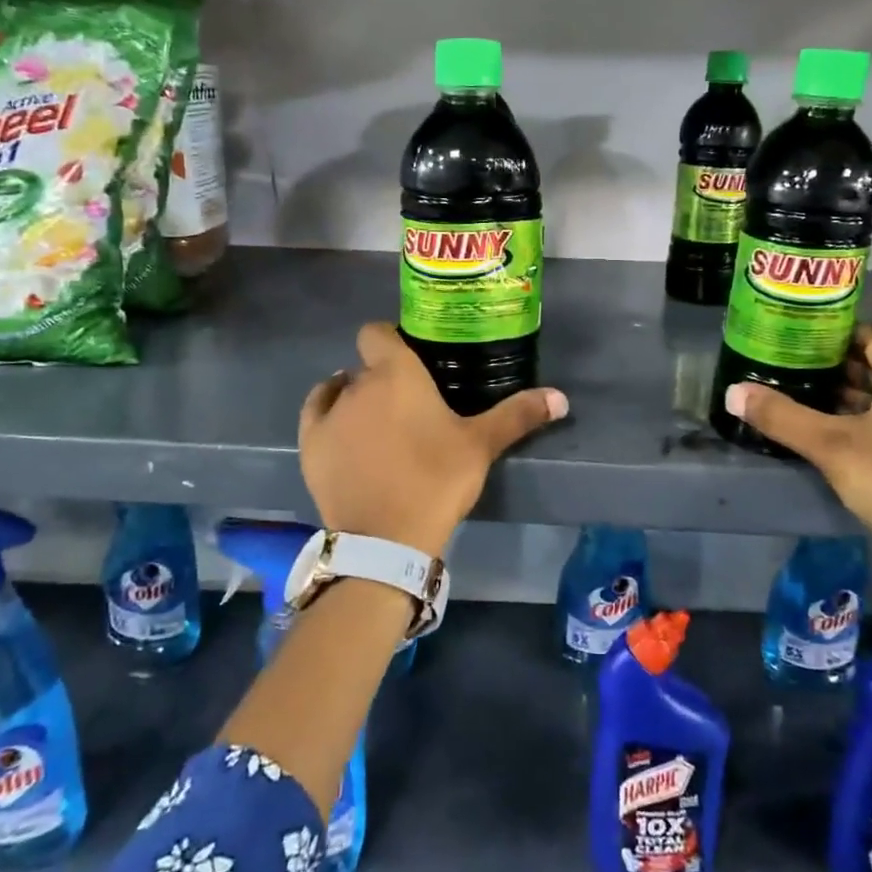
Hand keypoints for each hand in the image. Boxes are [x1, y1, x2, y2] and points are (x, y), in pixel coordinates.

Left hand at [298, 322, 567, 557]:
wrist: (386, 539)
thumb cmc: (436, 480)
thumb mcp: (481, 446)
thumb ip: (518, 415)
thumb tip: (561, 398)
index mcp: (396, 373)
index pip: (377, 332)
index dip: (390, 338)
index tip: (411, 358)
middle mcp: (357, 384)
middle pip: (365, 366)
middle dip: (383, 377)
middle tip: (409, 404)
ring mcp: (329, 414)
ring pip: (340, 389)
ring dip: (356, 396)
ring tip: (379, 423)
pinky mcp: (310, 444)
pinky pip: (317, 412)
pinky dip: (329, 413)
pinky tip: (345, 430)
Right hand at [722, 324, 871, 569]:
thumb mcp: (829, 446)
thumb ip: (781, 416)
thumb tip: (733, 392)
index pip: (867, 337)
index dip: (830, 339)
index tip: (794, 345)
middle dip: (838, 369)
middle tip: (795, 373)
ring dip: (858, 396)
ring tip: (813, 402)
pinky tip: (847, 436)